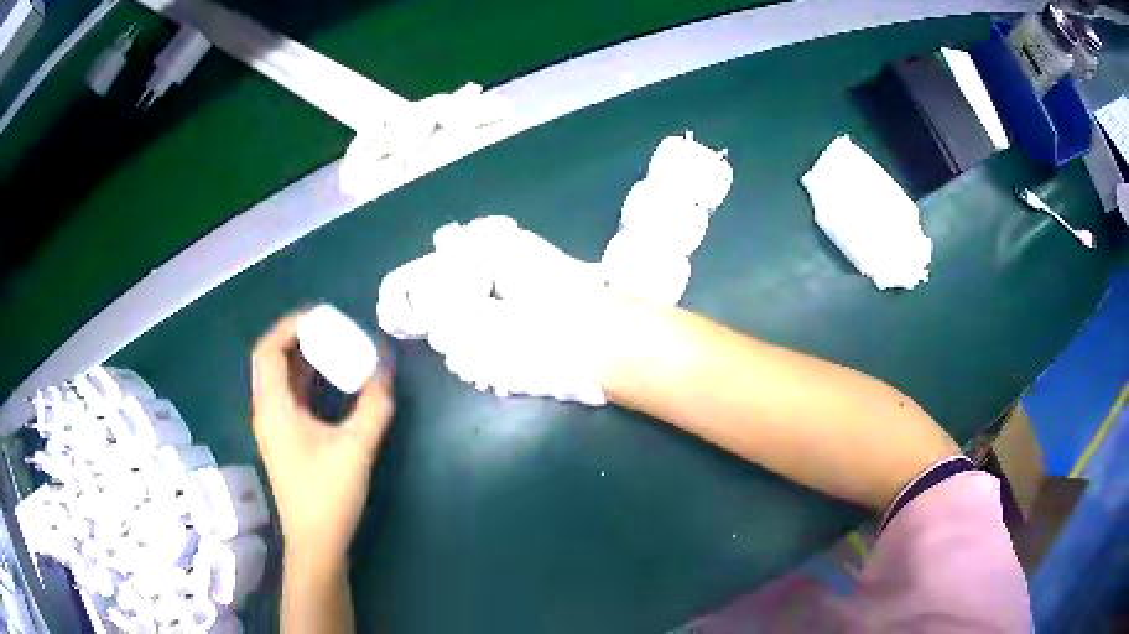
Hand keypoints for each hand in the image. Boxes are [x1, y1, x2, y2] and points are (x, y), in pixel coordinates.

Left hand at [250, 312, 393, 559]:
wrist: (315, 544)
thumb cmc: (328, 495)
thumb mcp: (356, 447)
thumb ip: (373, 405)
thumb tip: (385, 367)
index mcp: (273, 408)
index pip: (268, 350)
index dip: (290, 326)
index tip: (321, 317)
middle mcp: (266, 412)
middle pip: (271, 360)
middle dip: (298, 338)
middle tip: (330, 327)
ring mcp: (274, 428)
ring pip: (279, 379)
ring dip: (302, 359)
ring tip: (333, 346)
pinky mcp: (284, 441)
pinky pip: (289, 397)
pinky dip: (306, 381)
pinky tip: (330, 382)